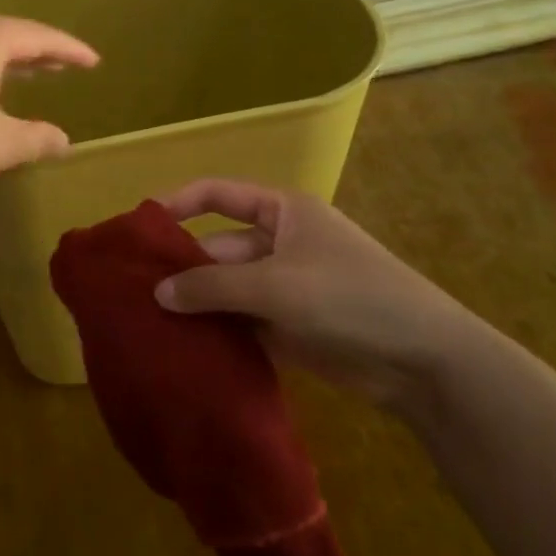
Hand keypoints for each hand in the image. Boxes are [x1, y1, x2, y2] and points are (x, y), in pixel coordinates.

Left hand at [0, 14, 98, 209]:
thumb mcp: (0, 145)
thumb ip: (37, 138)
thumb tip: (63, 140)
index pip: (40, 37)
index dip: (70, 51)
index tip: (94, 62)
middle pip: (7, 34)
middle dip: (38, 51)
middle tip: (64, 65)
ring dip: (5, 60)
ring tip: (28, 75)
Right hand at [153, 179, 493, 408]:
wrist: (422, 360)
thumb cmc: (349, 297)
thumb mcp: (275, 284)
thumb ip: (212, 286)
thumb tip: (157, 293)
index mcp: (282, 213)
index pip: (218, 194)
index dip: (178, 203)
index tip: (140, 227)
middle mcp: (278, 243)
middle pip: (217, 248)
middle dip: (181, 268)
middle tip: (132, 292)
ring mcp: (282, 287)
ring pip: (225, 289)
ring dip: (195, 304)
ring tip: (147, 322)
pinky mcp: (287, 327)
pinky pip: (240, 322)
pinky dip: (215, 332)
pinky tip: (181, 347)